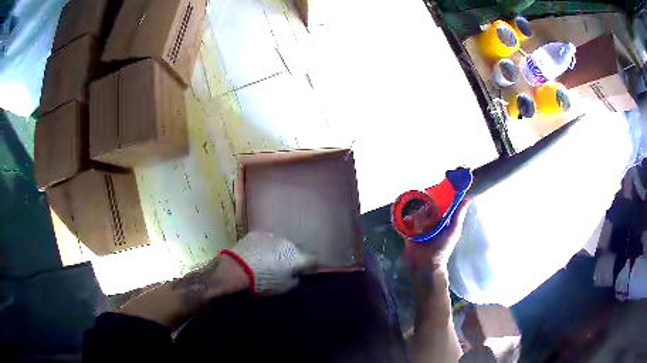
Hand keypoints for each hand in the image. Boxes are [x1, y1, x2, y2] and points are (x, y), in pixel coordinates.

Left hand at [222, 232, 316, 294]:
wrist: (236, 268)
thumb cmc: (263, 281)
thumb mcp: (284, 287)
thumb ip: (295, 279)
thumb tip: (297, 274)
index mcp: (298, 257)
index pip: (314, 259)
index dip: (311, 266)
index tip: (305, 272)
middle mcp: (288, 243)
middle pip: (297, 249)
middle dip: (294, 257)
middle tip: (285, 267)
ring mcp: (273, 236)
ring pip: (281, 243)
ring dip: (279, 250)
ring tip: (269, 260)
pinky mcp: (258, 233)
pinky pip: (266, 240)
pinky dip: (265, 246)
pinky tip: (257, 254)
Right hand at [405, 199, 470, 273]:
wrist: (427, 263)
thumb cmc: (443, 247)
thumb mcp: (454, 230)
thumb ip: (459, 215)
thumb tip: (468, 198)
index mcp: (441, 220)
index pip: (438, 204)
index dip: (437, 199)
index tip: (435, 194)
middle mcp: (429, 221)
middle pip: (426, 207)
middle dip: (426, 211)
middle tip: (428, 220)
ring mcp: (418, 226)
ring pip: (416, 213)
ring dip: (418, 219)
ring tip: (420, 228)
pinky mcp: (408, 231)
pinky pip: (406, 220)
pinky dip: (407, 221)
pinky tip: (409, 223)